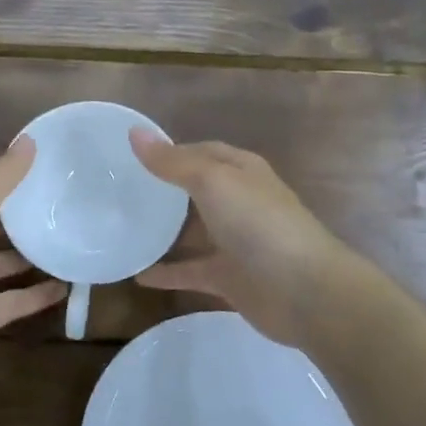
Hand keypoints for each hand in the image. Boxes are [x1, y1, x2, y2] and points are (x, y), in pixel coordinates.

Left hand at [0, 137, 65, 399]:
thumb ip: (0, 176)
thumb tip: (28, 140)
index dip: (8, 176)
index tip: (46, 166)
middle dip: (22, 216)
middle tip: (66, 204)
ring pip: (4, 264)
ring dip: (32, 256)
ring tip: (71, 241)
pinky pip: (15, 300)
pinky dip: (38, 294)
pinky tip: (68, 287)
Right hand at [129, 131, 367, 349]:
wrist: (305, 291)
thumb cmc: (259, 224)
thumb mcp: (213, 181)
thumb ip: (172, 162)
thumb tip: (134, 133)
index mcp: (240, 171)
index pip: (201, 151)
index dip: (170, 151)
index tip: (130, 156)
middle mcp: (238, 202)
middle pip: (195, 191)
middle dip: (163, 190)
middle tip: (119, 191)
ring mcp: (235, 242)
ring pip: (192, 232)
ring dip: (163, 232)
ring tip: (122, 229)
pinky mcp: (229, 278)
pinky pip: (191, 271)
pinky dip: (167, 273)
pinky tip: (137, 276)